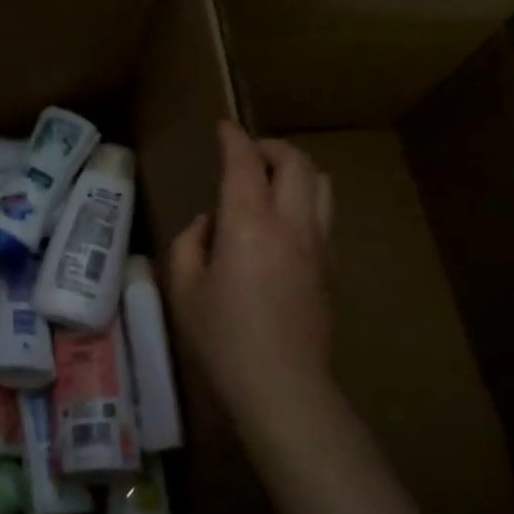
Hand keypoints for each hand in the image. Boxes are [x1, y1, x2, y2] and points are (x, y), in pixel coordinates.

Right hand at [167, 121, 335, 433]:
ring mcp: (317, 245)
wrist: (282, 386)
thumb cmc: (223, 339)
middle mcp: (290, 224)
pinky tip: (281, 221)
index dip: (233, 138)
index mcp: (248, 225)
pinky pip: (322, 214)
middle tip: (246, 153)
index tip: (223, 126)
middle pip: (295, 163)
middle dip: (270, 147)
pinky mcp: (329, 267)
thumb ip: (190, 244)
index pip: (245, 163)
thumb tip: (210, 225)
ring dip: (296, 169)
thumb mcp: (185, 290)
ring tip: (270, 179)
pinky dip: (304, 199)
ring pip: (321, 184)